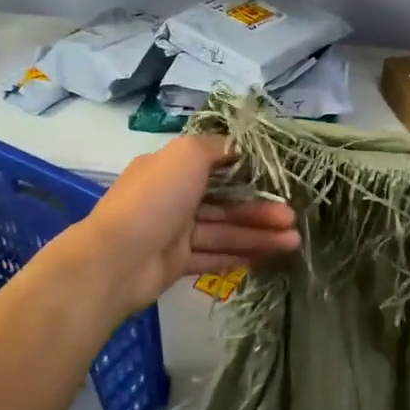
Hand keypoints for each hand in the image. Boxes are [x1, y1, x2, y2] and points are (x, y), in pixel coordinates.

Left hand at [69, 133, 299, 315]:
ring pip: (224, 230)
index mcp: (170, 167)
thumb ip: (215, 147)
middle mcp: (173, 197)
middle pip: (225, 201)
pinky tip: (271, 255)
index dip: (247, 171)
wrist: (116, 260)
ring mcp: (174, 232)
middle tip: (293, 217)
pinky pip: (215, 255)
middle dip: (260, 208)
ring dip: (258, 233)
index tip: (277, 177)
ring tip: (294, 241)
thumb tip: (237, 146)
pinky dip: (242, 254)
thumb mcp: (187, 154)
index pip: (215, 164)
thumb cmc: (155, 199)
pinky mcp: (177, 263)